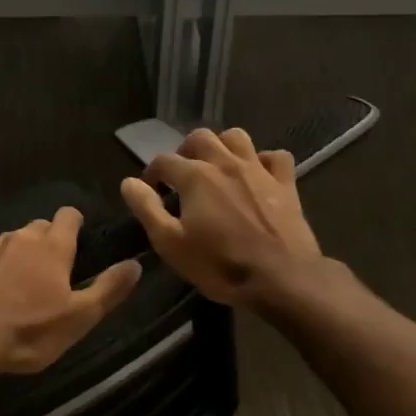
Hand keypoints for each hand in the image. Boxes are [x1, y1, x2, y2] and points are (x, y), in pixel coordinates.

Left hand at [0, 207, 142, 374]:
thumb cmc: (30, 330)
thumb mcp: (79, 318)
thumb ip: (109, 288)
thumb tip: (135, 264)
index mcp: (52, 246)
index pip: (68, 215)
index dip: (75, 225)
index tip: (78, 243)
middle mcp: (19, 237)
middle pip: (38, 227)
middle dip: (46, 242)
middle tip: (51, 273)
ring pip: (9, 242)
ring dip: (17, 256)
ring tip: (18, 287)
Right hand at [119, 127, 321, 305]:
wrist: (282, 279)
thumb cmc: (220, 265)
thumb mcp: (171, 244)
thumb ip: (147, 209)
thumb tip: (129, 183)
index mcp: (195, 176)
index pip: (164, 161)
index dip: (153, 173)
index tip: (151, 190)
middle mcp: (225, 163)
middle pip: (200, 137)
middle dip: (186, 151)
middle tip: (182, 174)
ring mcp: (258, 170)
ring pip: (237, 137)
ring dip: (222, 146)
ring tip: (216, 166)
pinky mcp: (286, 183)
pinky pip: (275, 157)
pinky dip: (263, 161)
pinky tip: (257, 175)